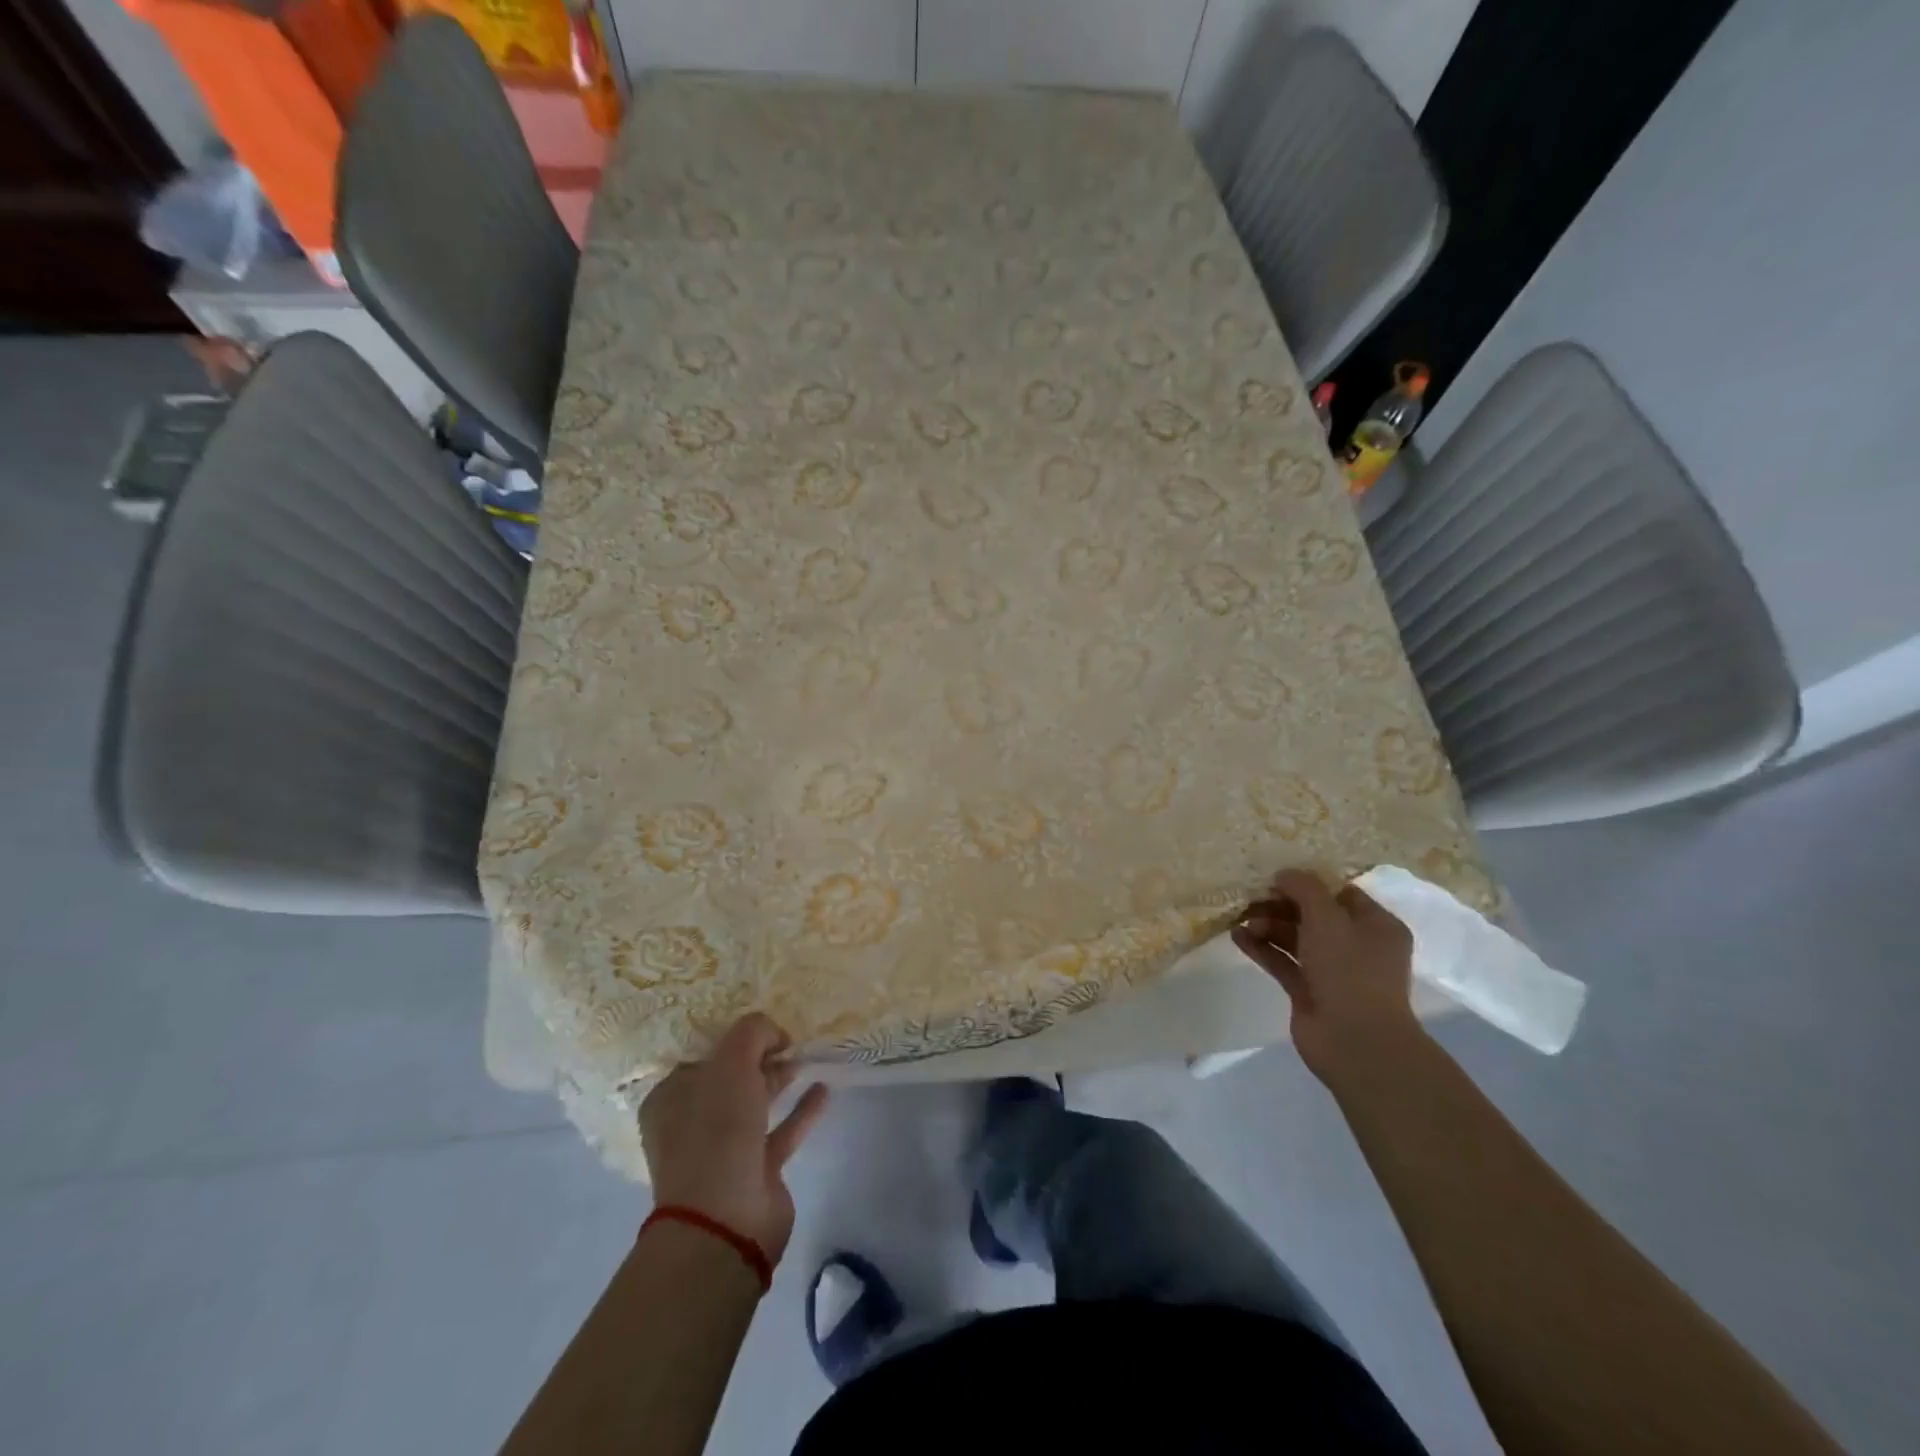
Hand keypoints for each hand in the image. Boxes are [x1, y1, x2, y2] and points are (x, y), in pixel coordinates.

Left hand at [639, 1013, 829, 1262]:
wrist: (725, 1222)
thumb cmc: (716, 1132)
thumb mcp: (731, 1064)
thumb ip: (753, 1033)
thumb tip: (775, 1033)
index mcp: (671, 1099)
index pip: (703, 1056)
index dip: (733, 1039)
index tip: (763, 1027)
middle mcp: (692, 1124)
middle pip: (731, 1078)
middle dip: (759, 1057)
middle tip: (788, 1041)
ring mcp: (724, 1150)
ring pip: (756, 1104)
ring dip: (780, 1079)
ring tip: (806, 1057)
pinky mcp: (757, 1171)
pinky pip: (782, 1130)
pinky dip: (801, 1109)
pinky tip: (823, 1089)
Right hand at [1232, 869, 1421, 1083]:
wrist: (1355, 1042)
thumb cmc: (1350, 970)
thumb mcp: (1328, 918)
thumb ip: (1304, 888)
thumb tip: (1284, 874)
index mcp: (1376, 925)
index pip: (1340, 893)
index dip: (1308, 882)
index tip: (1275, 876)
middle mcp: (1357, 946)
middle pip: (1313, 915)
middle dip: (1281, 904)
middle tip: (1251, 897)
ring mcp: (1332, 971)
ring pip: (1295, 938)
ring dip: (1267, 925)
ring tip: (1240, 919)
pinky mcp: (1309, 991)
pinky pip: (1282, 961)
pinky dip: (1261, 948)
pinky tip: (1237, 936)